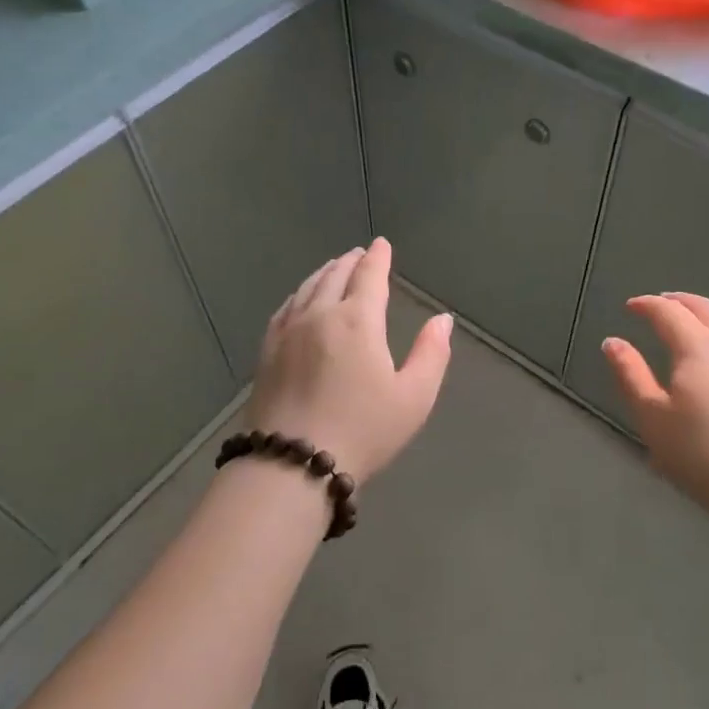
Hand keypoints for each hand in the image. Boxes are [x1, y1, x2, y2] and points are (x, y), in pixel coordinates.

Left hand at [244, 238, 453, 484]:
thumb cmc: (362, 431)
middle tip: (359, 254)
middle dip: (350, 261)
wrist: (291, 464)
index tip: (382, 244)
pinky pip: (285, 308)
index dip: (378, 258)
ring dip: (324, 273)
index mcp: (357, 320)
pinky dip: (299, 294)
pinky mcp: (266, 351)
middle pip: (335, 276)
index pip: (369, 276)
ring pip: (307, 288)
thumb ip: (431, 353)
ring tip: (334, 268)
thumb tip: (443, 319)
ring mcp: (287, 332)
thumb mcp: (413, 397)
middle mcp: (319, 315)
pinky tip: (300, 300)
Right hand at [602, 293, 708, 530]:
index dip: (646, 305)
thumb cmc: (700, 454)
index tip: (630, 306)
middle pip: (705, 308)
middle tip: (658, 304)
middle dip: (678, 300)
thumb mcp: (651, 416)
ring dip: (702, 315)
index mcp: (698, 347)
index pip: (669, 312)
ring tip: (684, 325)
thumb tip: (612, 341)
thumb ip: (630, 374)